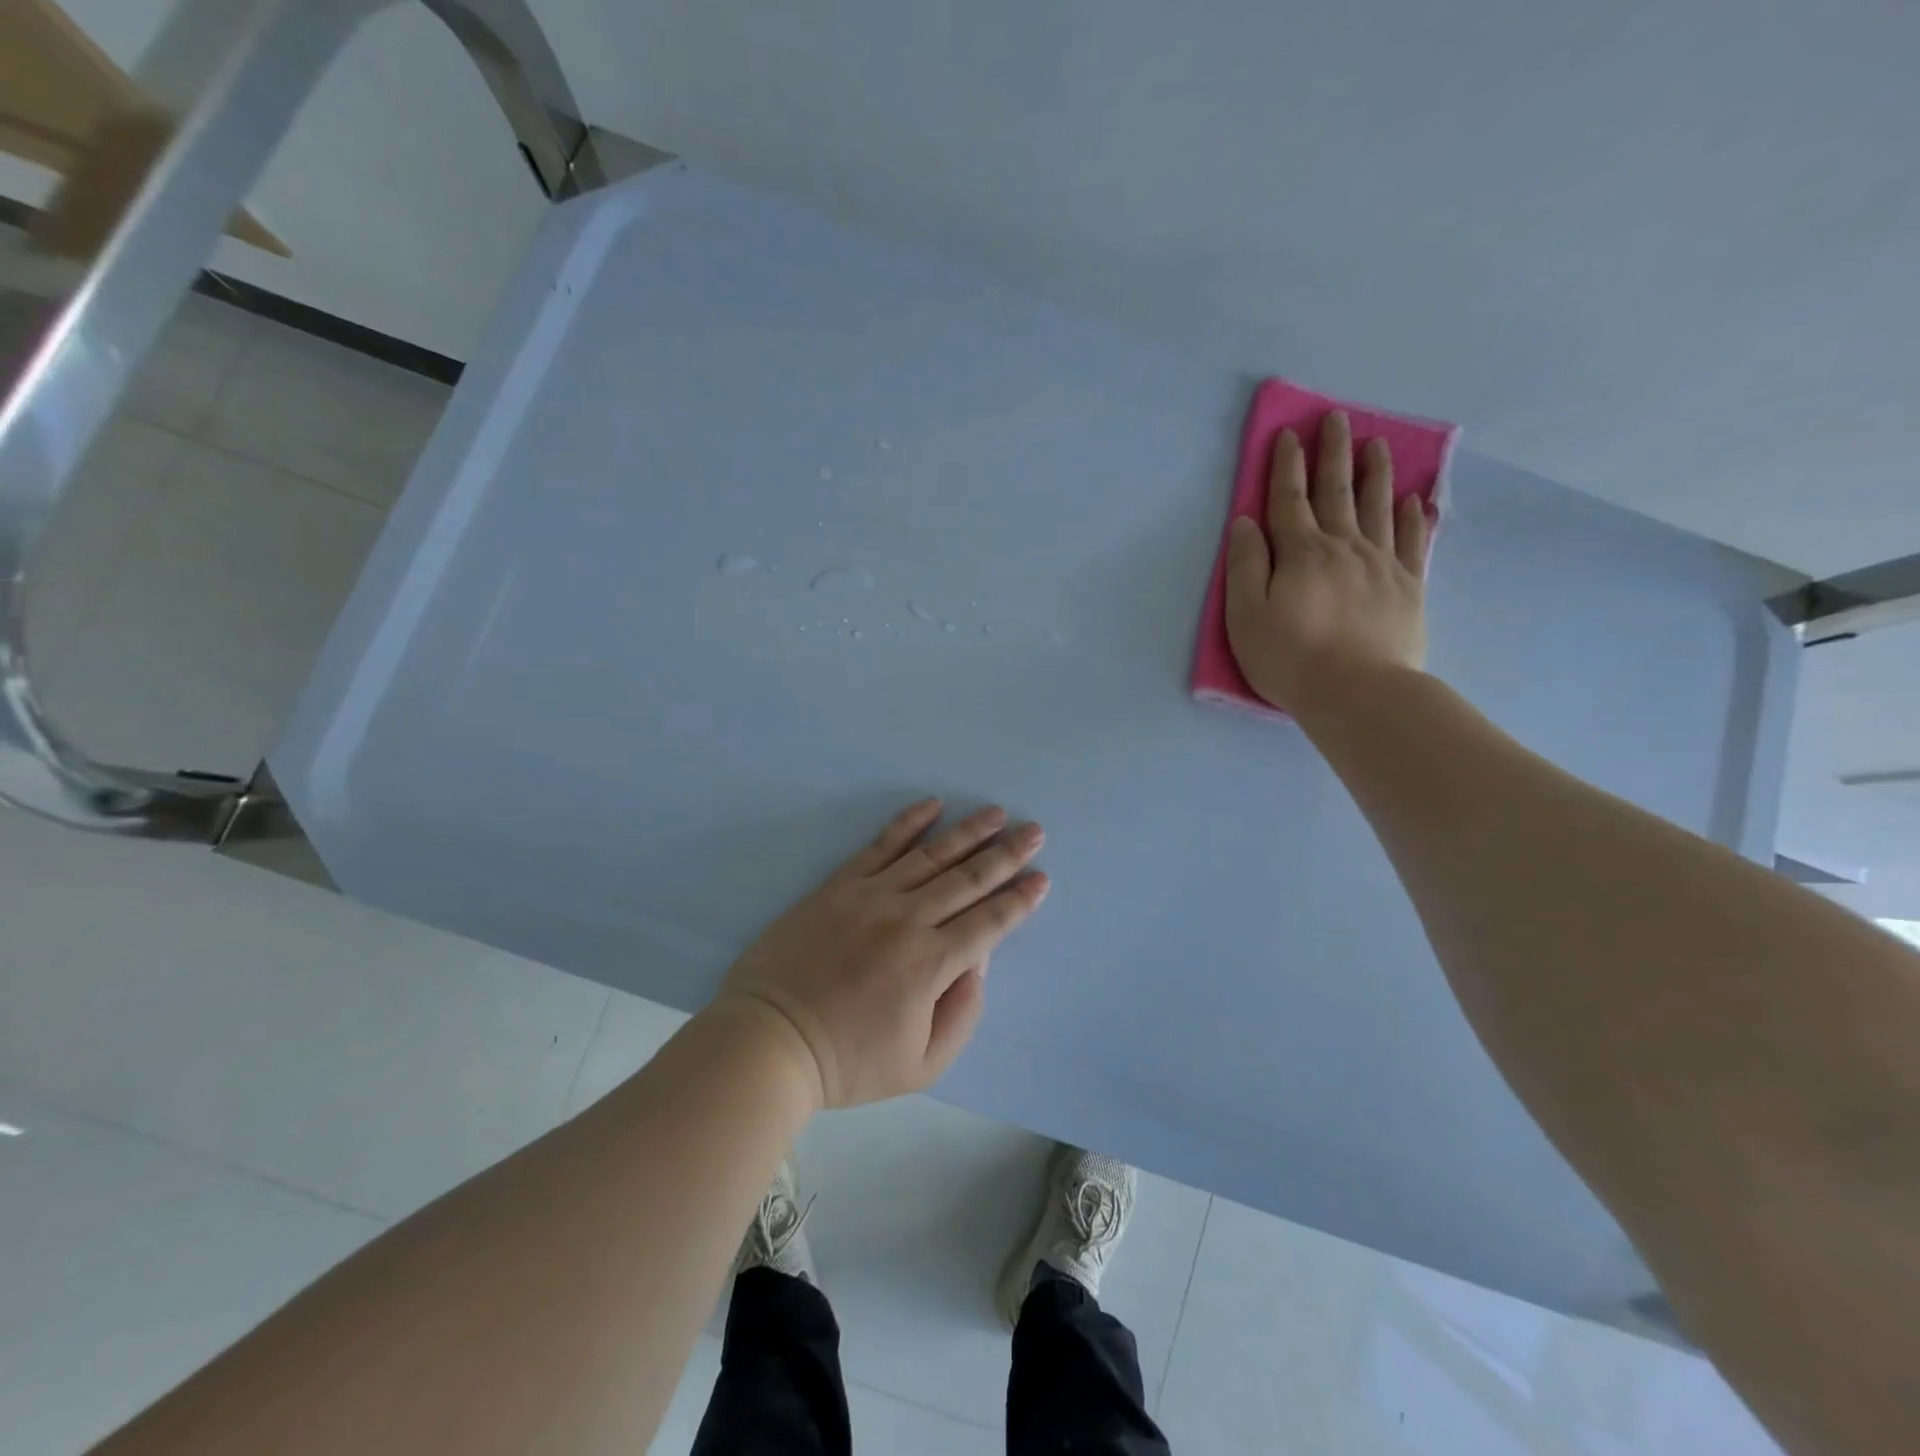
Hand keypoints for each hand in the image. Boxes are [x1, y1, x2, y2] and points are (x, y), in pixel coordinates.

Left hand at [715, 799, 1049, 1107]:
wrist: (770, 1038)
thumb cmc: (848, 1060)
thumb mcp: (921, 1065)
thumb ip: (962, 1015)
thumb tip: (977, 962)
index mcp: (932, 964)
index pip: (989, 923)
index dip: (1019, 900)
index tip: (1042, 879)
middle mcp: (908, 919)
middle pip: (969, 879)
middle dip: (1007, 854)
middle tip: (1034, 831)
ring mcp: (872, 896)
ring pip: (932, 855)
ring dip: (969, 832)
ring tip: (996, 813)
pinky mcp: (840, 884)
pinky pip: (881, 845)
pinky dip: (908, 822)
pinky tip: (932, 805)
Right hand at [1224, 410, 1430, 716]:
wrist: (1358, 693)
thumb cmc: (1290, 658)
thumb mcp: (1245, 617)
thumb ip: (1245, 566)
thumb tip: (1246, 523)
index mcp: (1300, 553)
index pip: (1289, 500)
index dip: (1287, 466)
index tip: (1289, 434)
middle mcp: (1343, 547)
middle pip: (1337, 492)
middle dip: (1333, 453)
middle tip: (1337, 419)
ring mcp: (1381, 564)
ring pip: (1378, 507)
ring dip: (1376, 473)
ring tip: (1378, 444)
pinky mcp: (1408, 586)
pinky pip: (1411, 541)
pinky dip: (1411, 517)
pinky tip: (1413, 500)